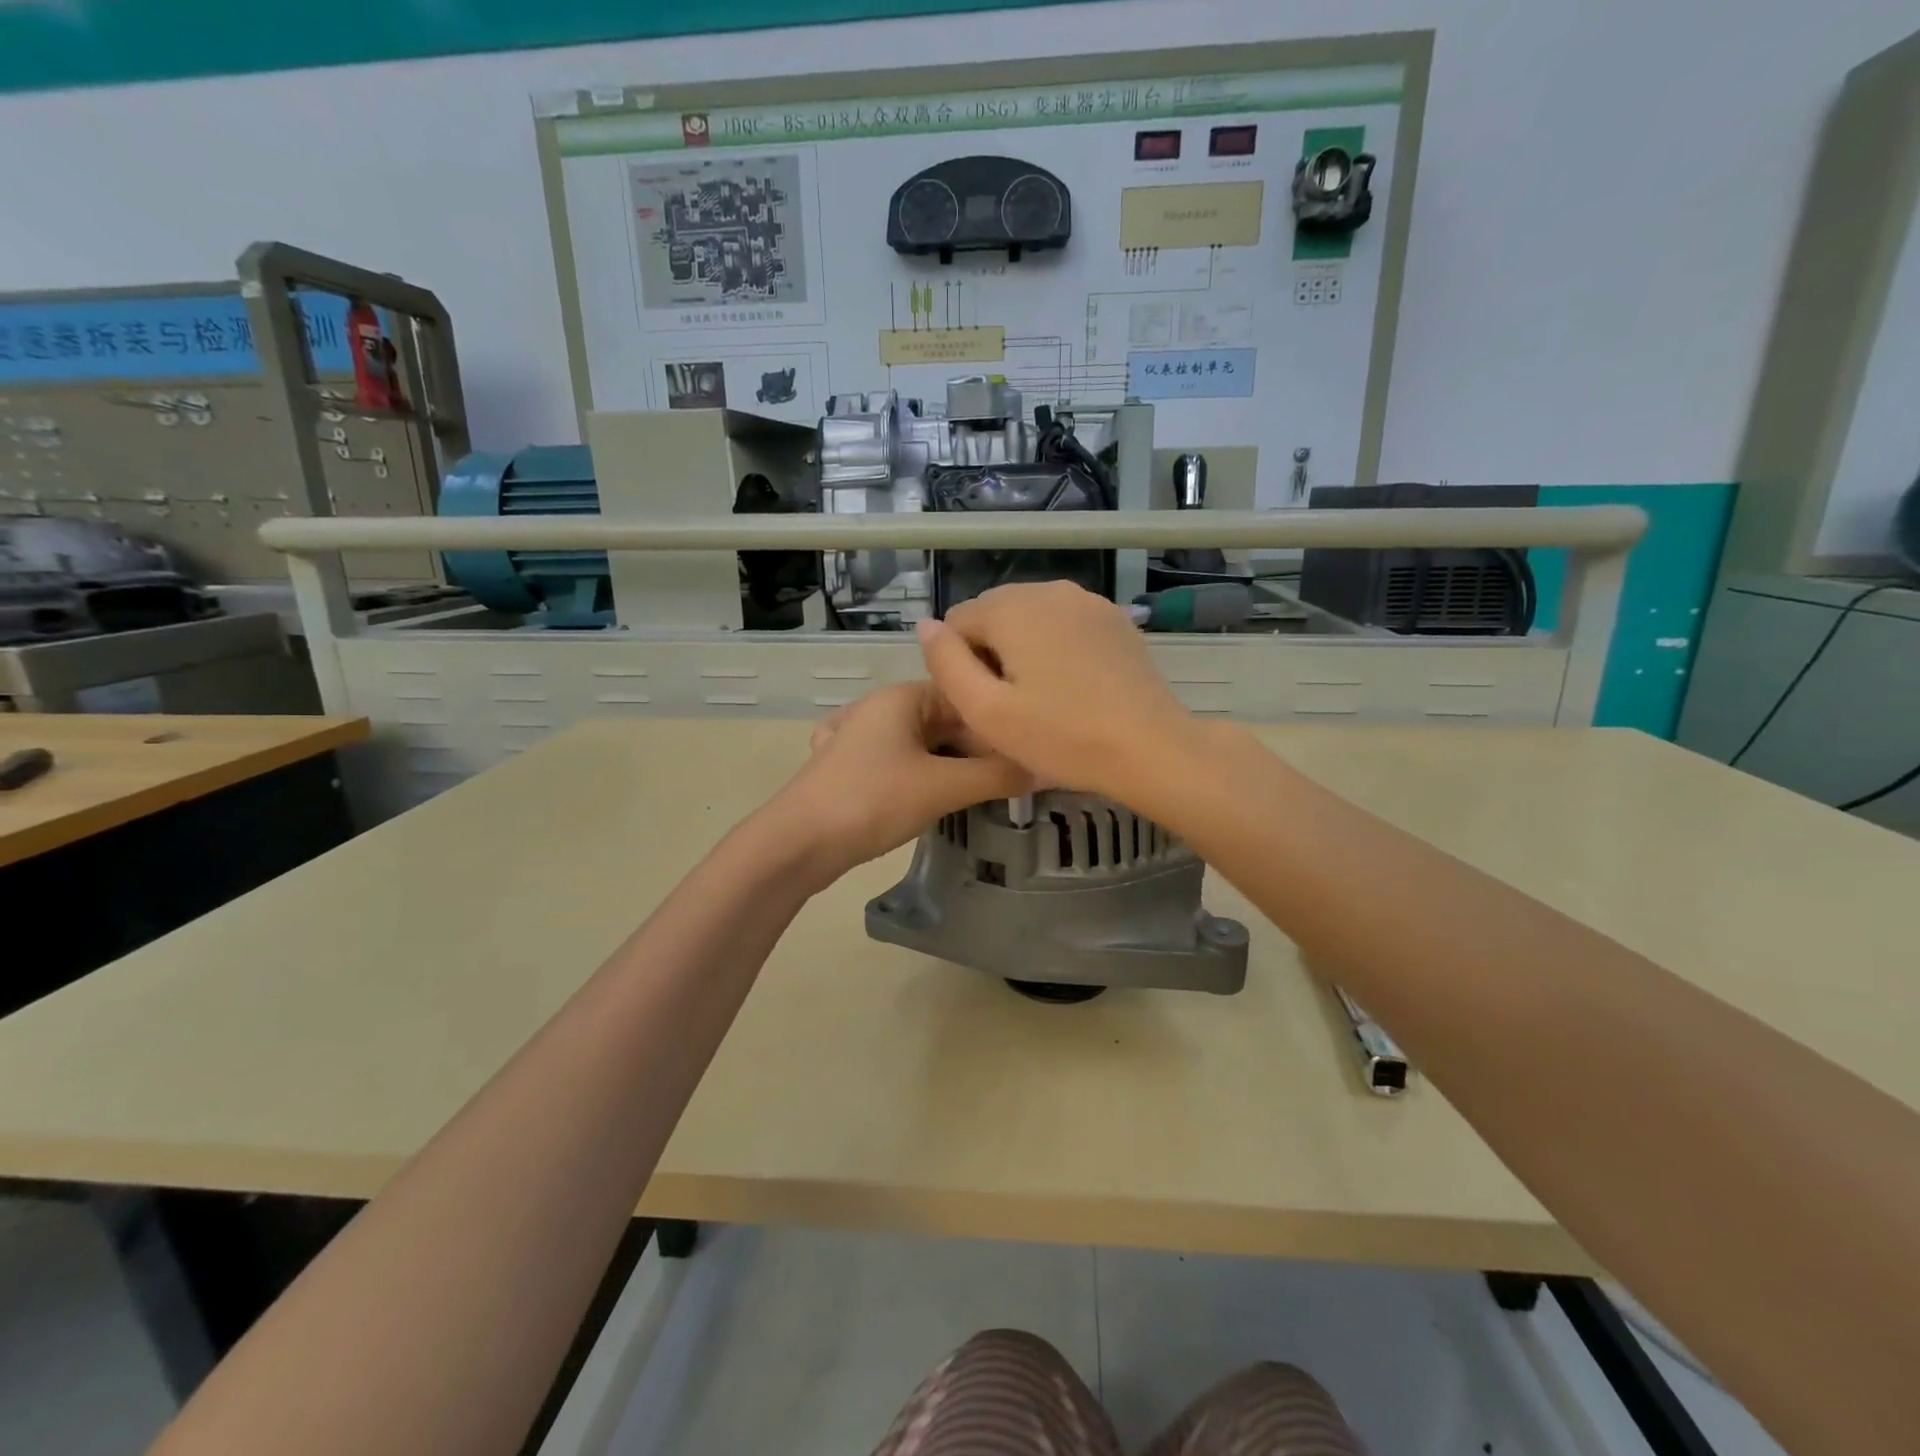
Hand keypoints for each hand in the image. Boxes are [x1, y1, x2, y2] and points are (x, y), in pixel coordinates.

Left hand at [766, 680, 1029, 879]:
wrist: (797, 843)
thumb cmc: (873, 801)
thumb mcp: (943, 787)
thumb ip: (997, 776)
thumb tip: (1045, 768)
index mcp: (902, 696)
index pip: (967, 695)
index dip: (1000, 721)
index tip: (1031, 750)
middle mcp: (882, 708)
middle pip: (947, 720)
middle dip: (980, 748)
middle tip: (1016, 779)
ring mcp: (862, 737)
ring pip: (925, 744)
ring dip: (956, 765)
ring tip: (989, 791)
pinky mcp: (852, 768)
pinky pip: (902, 764)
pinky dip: (926, 777)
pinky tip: (941, 799)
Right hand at [916, 581, 1200, 799]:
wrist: (1151, 749)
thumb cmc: (1062, 737)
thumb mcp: (986, 711)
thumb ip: (946, 663)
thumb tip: (926, 626)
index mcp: (1013, 607)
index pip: (957, 622)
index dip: (959, 666)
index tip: (984, 704)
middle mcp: (1049, 589)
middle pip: (994, 615)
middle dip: (990, 654)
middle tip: (1011, 707)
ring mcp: (1088, 601)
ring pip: (1030, 620)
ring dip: (1022, 651)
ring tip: (1041, 700)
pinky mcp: (1114, 620)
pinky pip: (1064, 626)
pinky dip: (1055, 649)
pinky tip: (1071, 688)